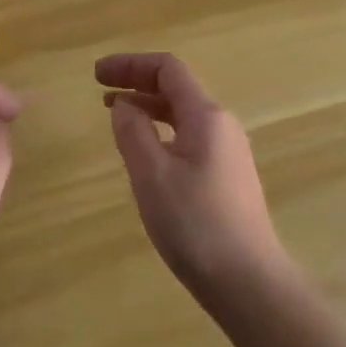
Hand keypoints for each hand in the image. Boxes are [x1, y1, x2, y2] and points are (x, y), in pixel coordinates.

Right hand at [95, 53, 291, 305]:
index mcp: (206, 116)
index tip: (96, 74)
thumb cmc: (195, 224)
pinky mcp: (228, 177)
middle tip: (99, 89)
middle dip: (137, 82)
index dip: (130, 64)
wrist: (249, 282)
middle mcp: (222, 125)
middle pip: (176, 88)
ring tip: (115, 114)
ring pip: (183, 114)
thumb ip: (133, 131)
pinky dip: (161, 131)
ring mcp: (228, 152)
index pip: (168, 69)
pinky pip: (189, 137)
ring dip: (148, 107)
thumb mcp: (152, 175)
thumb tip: (123, 103)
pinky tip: (145, 151)